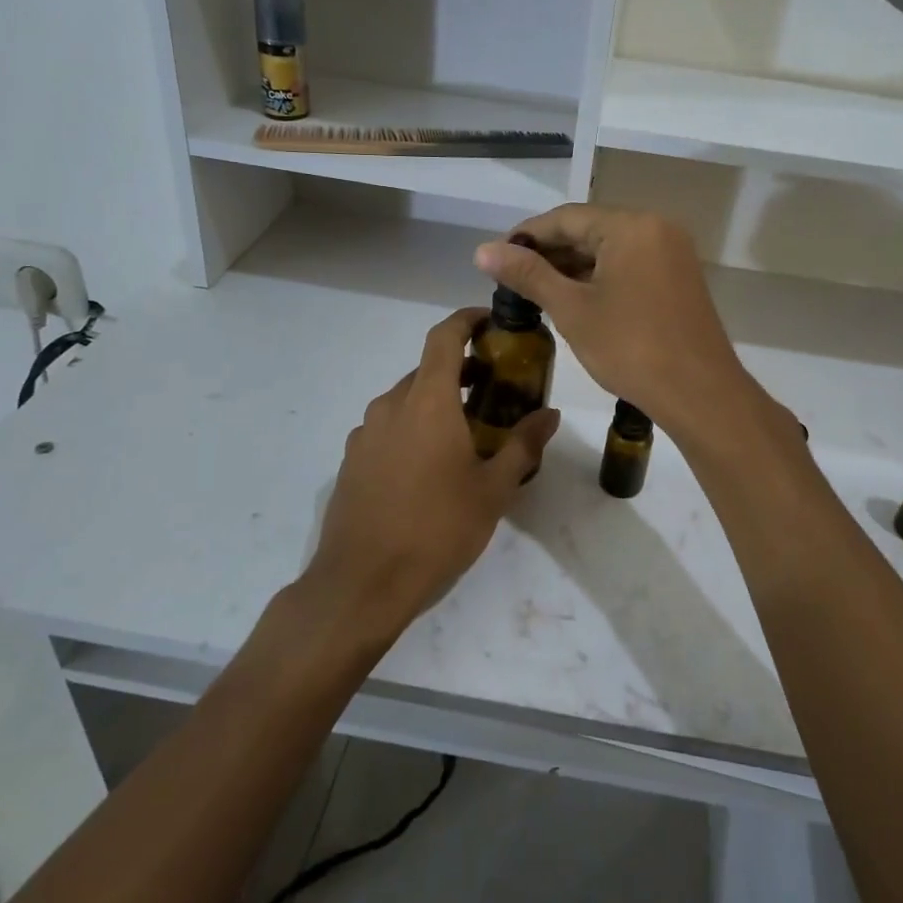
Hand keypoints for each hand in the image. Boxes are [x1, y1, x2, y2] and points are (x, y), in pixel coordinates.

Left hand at [302, 307, 559, 644]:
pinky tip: (428, 466)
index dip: (466, 320)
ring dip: (435, 402)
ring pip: (405, 400)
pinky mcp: (352, 459)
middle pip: (427, 370)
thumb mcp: (493, 490)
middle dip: (459, 370)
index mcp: (428, 402)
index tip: (489, 321)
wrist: (362, 583)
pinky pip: (387, 428)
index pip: (444, 337)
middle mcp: (391, 406)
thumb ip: (522, 445)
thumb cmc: (437, 529)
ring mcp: (365, 433)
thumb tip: (550, 414)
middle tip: (491, 389)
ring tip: (464, 432)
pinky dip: (411, 428)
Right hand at [475, 205, 761, 438]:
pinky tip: (574, 299)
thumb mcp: (573, 310)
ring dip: (572, 266)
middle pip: (590, 229)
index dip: (526, 236)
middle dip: (548, 252)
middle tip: (510, 279)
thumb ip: (528, 275)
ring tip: (534, 291)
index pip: (566, 218)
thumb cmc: (631, 348)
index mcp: (631, 226)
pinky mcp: (678, 278)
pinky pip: (630, 265)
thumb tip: (482, 250)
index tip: (494, 258)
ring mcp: (672, 253)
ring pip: (610, 249)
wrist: (700, 394)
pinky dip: (600, 277)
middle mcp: (656, 228)